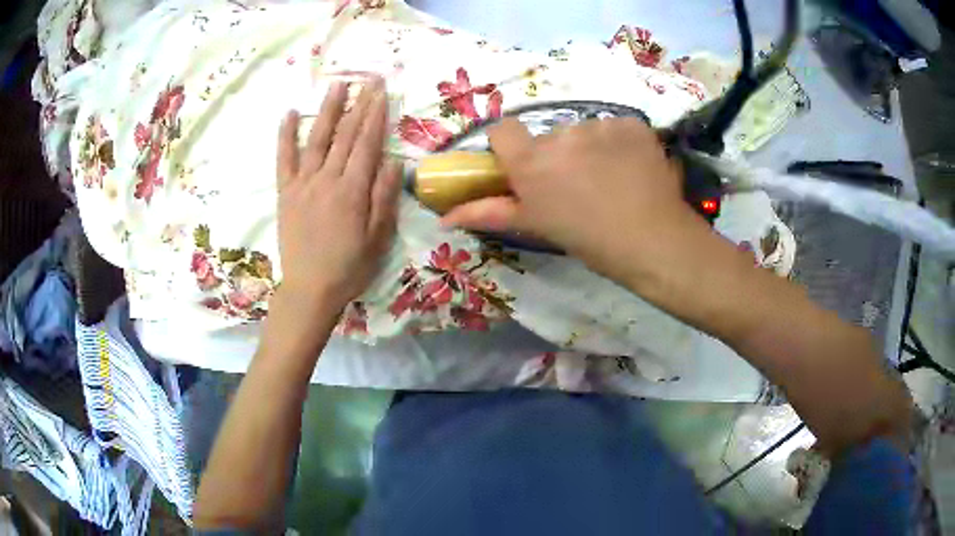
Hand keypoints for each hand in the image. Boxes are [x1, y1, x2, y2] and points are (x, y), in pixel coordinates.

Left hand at [276, 79, 400, 312]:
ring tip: (337, 85)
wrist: (309, 290)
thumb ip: (384, 198)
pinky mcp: (285, 193)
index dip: (376, 115)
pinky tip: (290, 113)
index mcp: (352, 191)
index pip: (367, 143)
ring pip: (317, 139)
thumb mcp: (378, 239)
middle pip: (345, 135)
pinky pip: (284, 159)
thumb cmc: (349, 268)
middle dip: (359, 104)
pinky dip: (286, 135)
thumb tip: (392, 161)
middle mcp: (327, 180)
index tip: (382, 92)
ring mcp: (303, 184)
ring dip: (328, 110)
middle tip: (368, 78)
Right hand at [442, 117, 713, 285]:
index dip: (510, 147)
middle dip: (557, 156)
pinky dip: (620, 144)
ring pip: (584, 132)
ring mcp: (600, 125)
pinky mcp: (631, 123)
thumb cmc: (589, 240)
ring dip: (590, 149)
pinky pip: (615, 128)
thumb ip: (489, 214)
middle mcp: (560, 134)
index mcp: (531, 162)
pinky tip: (632, 169)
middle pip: (548, 136)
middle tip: (578, 188)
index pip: (502, 131)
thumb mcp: (537, 227)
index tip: (525, 168)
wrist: (653, 240)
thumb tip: (443, 218)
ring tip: (611, 181)